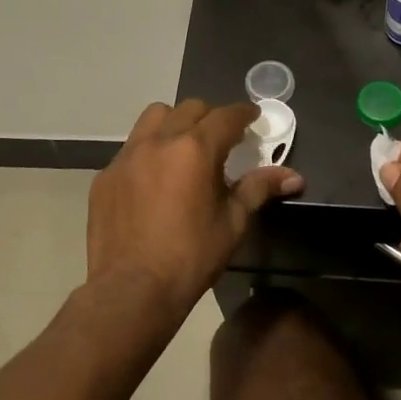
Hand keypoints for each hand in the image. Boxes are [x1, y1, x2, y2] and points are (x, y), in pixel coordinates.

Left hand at [88, 100, 303, 319]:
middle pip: (189, 109)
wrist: (132, 290)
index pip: (226, 116)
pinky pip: (131, 149)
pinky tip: (153, 180)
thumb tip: (295, 177)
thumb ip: (259, 189)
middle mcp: (159, 141)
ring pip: (154, 118)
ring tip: (183, 148)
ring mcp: (127, 157)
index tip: (253, 117)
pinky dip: (148, 152)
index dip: (244, 114)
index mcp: (195, 149)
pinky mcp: (105, 176)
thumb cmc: (191, 257)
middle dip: (210, 117)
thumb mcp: (233, 223)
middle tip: (222, 139)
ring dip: (174, 123)